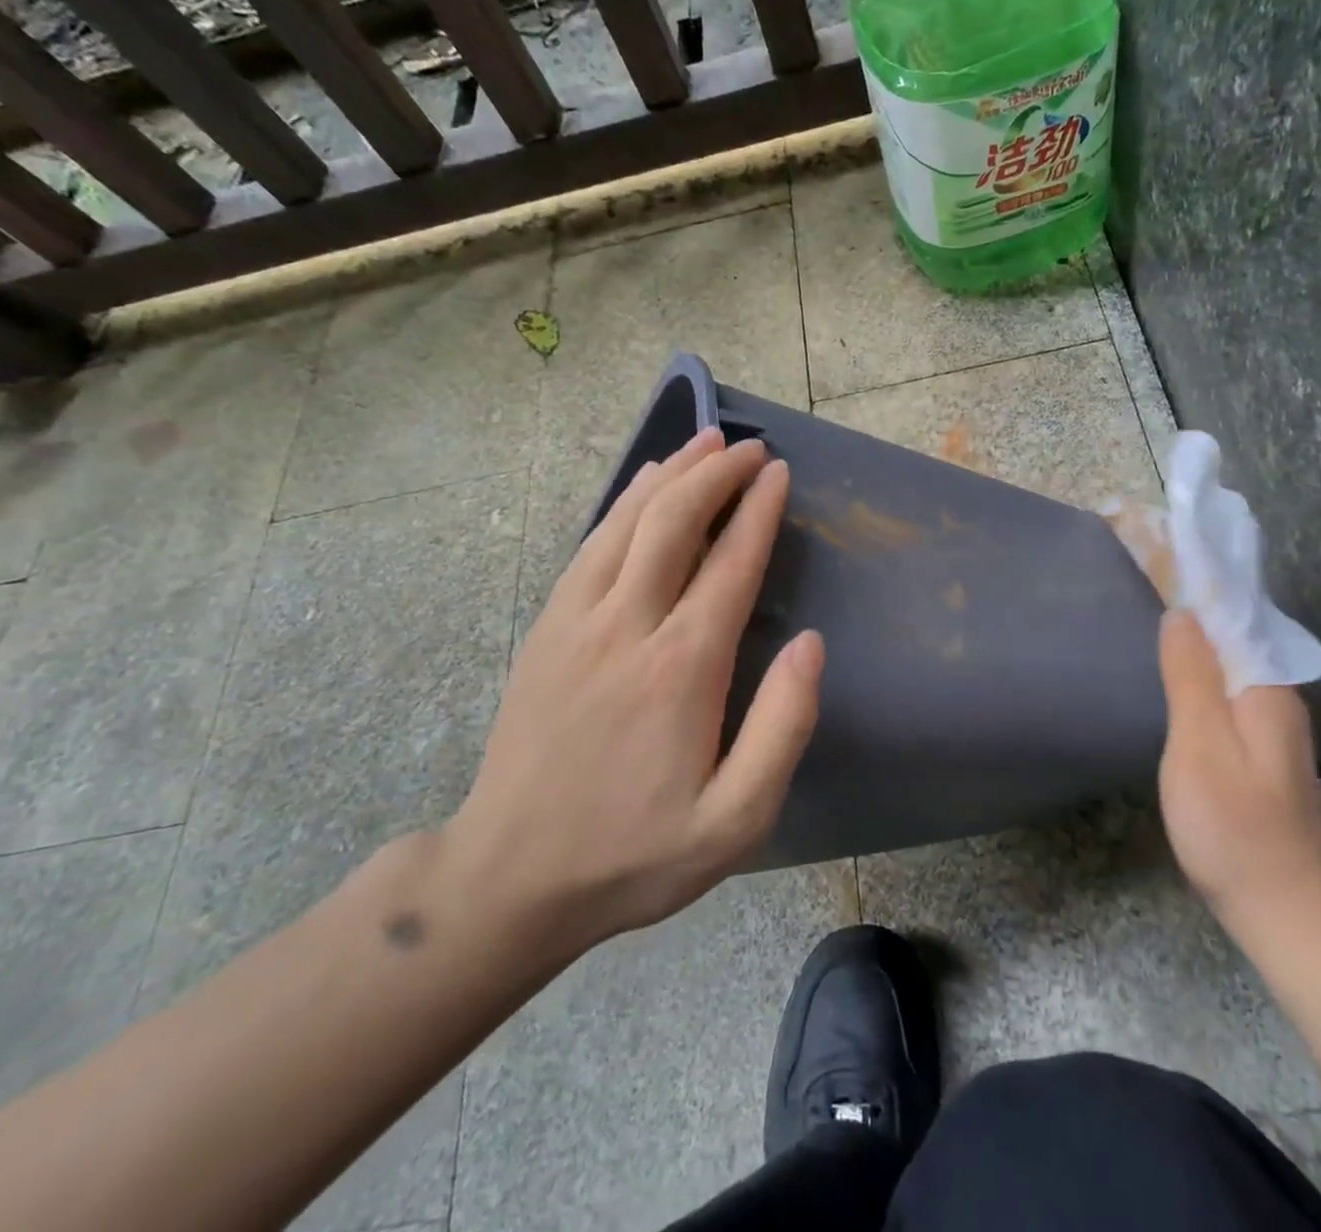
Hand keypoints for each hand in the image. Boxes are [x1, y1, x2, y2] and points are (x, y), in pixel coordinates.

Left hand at [443, 428, 822, 968]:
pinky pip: (590, 545)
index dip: (758, 511)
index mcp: (682, 668)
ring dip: (671, 474)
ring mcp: (577, 621)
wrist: (510, 877)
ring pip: (628, 521)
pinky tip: (643, 484)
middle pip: (675, 522)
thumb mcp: (735, 820)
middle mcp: (628, 626)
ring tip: (705, 442)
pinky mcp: (546, 628)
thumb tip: (810, 642)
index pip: (730, 564)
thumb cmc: (635, 853)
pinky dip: (623, 503)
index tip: (780, 472)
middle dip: (718, 474)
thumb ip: (783, 727)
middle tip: (752, 446)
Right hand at [1156, 610, 1320, 931]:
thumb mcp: (1200, 744)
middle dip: (1196, 610)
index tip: (1160, 557)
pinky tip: (1177, 679)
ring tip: (1154, 618)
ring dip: (1198, 642)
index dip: (1198, 586)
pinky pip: (1231, 695)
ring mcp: (1274, 730)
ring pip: (1232, 669)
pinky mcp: (1263, 755)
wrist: (1280, 912)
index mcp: (1269, 689)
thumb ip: (1191, 676)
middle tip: (1146, 581)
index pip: (1234, 617)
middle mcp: (1280, 700)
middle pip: (1235, 639)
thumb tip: (1182, 611)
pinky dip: (1203, 676)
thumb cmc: (1233, 826)